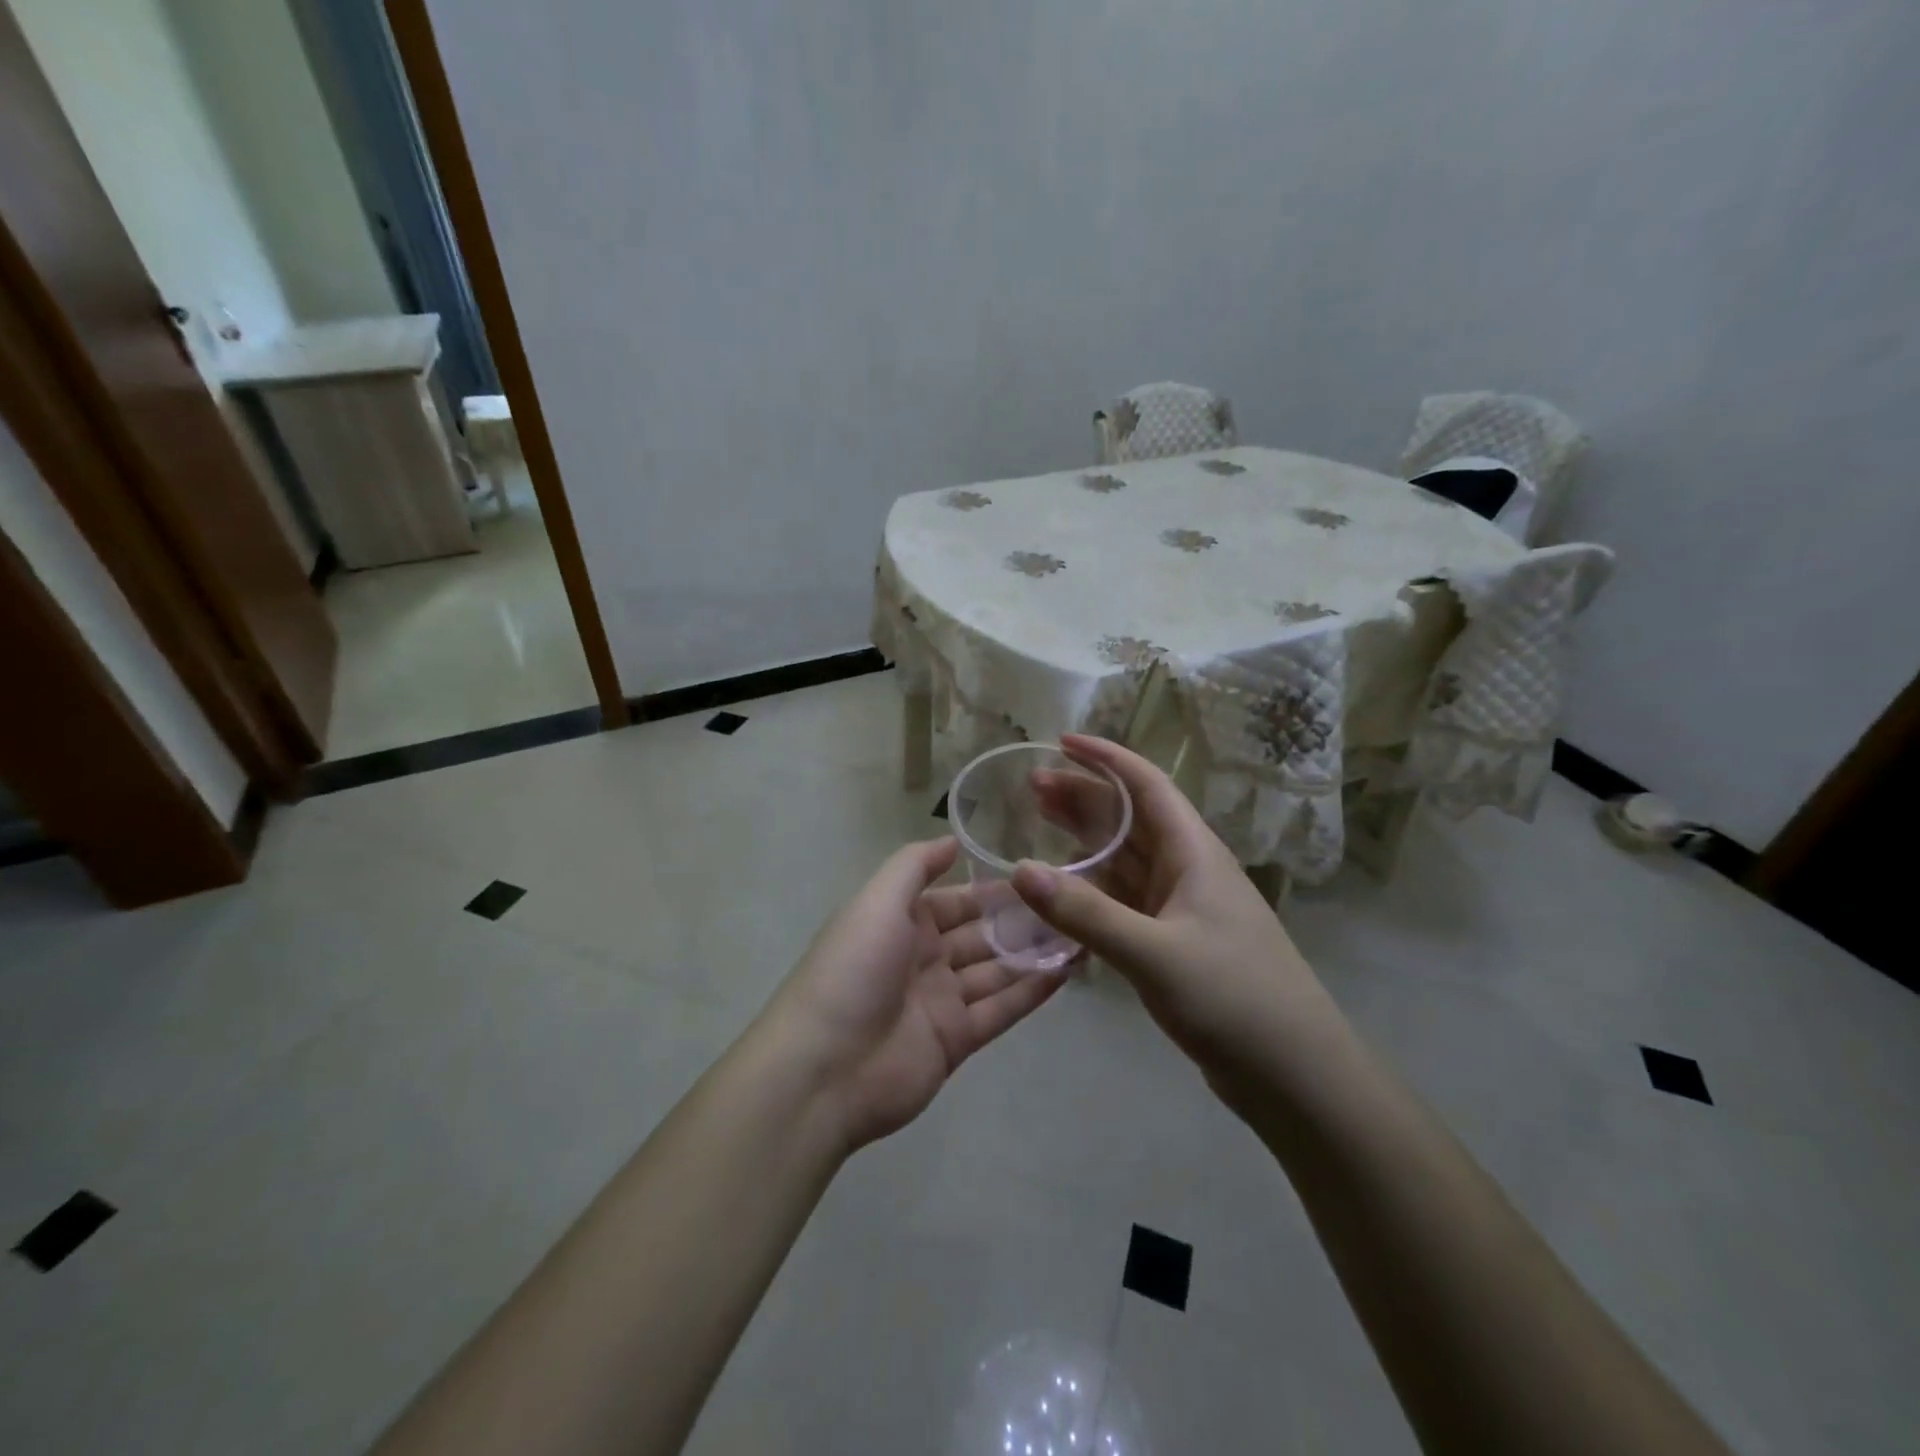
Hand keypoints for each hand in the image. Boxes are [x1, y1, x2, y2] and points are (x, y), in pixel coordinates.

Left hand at [762, 837, 1063, 1152]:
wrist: (825, 1069)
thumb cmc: (853, 970)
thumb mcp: (877, 901)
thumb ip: (915, 866)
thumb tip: (952, 839)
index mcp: (902, 922)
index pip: (956, 900)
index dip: (994, 890)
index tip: (1039, 876)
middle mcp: (924, 957)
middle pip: (981, 934)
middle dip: (1022, 922)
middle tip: (1073, 905)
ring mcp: (941, 1001)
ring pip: (997, 970)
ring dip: (1034, 954)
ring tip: (1081, 934)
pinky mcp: (957, 1040)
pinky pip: (1001, 1010)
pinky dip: (1032, 992)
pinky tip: (1067, 972)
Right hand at [1011, 735, 1327, 1083]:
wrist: (1295, 1075)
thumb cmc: (1234, 999)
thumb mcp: (1155, 953)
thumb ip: (1086, 914)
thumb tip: (1020, 869)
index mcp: (1194, 853)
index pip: (1146, 785)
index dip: (1105, 759)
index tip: (1061, 743)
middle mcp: (1188, 869)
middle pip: (1130, 817)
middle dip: (1084, 796)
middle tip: (1031, 787)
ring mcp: (1182, 907)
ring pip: (1126, 857)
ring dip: (1085, 838)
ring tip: (1039, 822)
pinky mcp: (1175, 942)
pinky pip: (1125, 899)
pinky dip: (1093, 888)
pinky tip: (1065, 891)